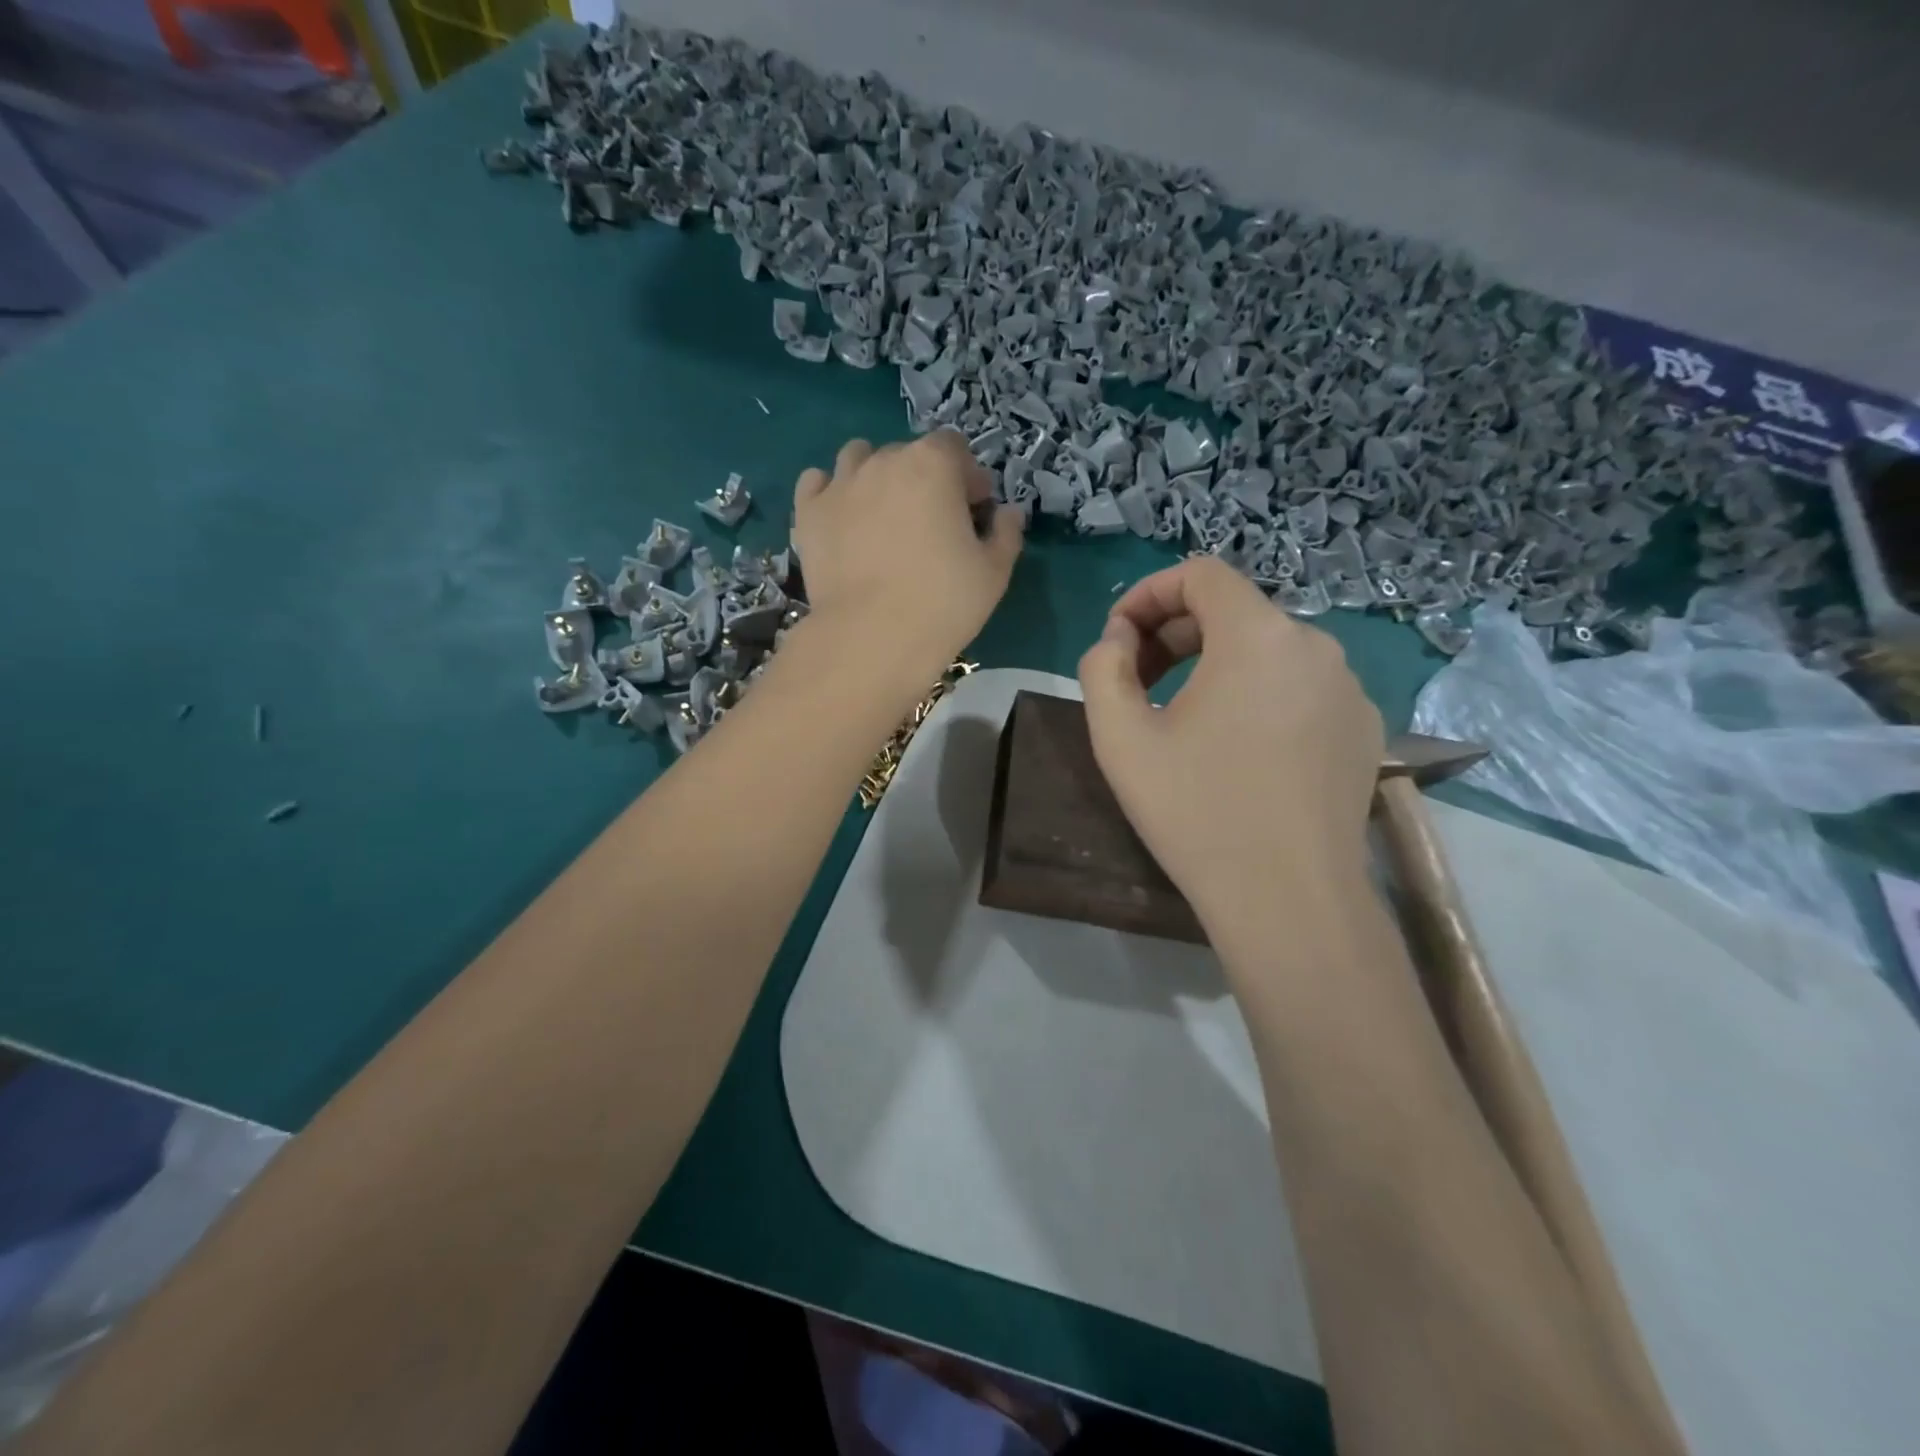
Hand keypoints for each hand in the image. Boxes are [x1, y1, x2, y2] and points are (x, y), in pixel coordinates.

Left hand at [793, 433, 1022, 678]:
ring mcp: (840, 485)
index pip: (954, 447)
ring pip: (858, 458)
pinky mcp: (808, 513)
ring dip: (875, 475)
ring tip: (882, 514)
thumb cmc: (943, 603)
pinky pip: (816, 483)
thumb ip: (1007, 533)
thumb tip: (1008, 513)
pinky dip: (830, 491)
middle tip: (931, 522)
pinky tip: (842, 517)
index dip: (967, 476)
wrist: (871, 637)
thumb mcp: (995, 572)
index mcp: (933, 464)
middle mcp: (884, 461)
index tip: (973, 510)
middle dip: (924, 479)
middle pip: (908, 453)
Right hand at [1077, 557, 1383, 926]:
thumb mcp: (1119, 736)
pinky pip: (1300, 688)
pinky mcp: (1364, 729)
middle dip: (1175, 634)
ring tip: (1183, 719)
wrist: (1288, 900)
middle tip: (1138, 683)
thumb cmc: (1195, 810)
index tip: (1117, 638)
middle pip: (1234, 611)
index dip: (1148, 593)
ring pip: (1268, 651)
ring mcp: (1349, 688)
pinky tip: (1238, 750)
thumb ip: (1102, 666)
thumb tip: (1118, 640)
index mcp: (1258, 636)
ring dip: (1215, 666)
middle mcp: (1316, 645)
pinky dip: (1259, 696)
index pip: (1201, 574)